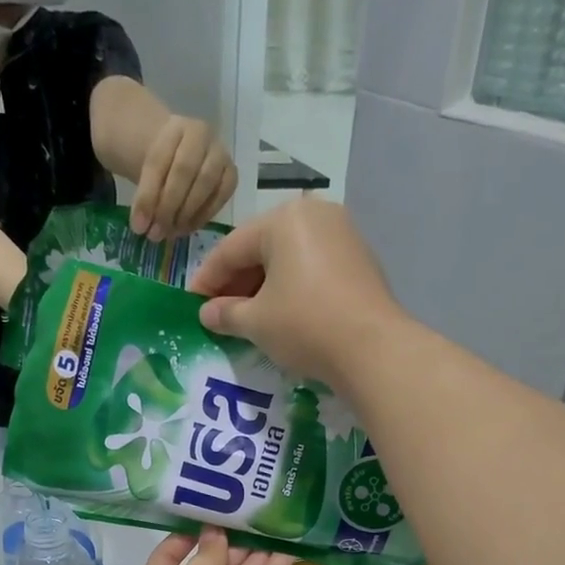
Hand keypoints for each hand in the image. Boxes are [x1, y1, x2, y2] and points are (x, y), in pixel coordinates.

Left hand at [130, 117, 237, 239]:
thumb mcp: (146, 170)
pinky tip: (186, 228)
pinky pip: (219, 198)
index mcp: (174, 127)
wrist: (181, 152)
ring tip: (170, 233)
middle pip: (183, 172)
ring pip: (204, 185)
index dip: (147, 196)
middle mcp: (201, 135)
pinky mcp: (231, 175)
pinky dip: (202, 216)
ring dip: (185, 215)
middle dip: (167, 207)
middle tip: (155, 234)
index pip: (158, 162)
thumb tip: (142, 227)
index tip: (137, 226)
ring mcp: (220, 154)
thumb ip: (144, 194)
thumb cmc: (162, 163)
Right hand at [187, 198, 405, 388]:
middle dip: (237, 282)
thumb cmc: (305, 325)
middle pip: (262, 249)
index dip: (207, 279)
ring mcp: (342, 235)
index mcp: (284, 219)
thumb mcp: (256, 322)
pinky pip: (312, 268)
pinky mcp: (359, 260)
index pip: (232, 249)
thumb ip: (226, 314)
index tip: (192, 303)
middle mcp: (314, 216)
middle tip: (218, 312)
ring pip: (288, 259)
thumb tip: (207, 314)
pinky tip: (281, 313)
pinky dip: (291, 288)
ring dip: (263, 286)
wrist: (372, 348)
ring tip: (247, 317)